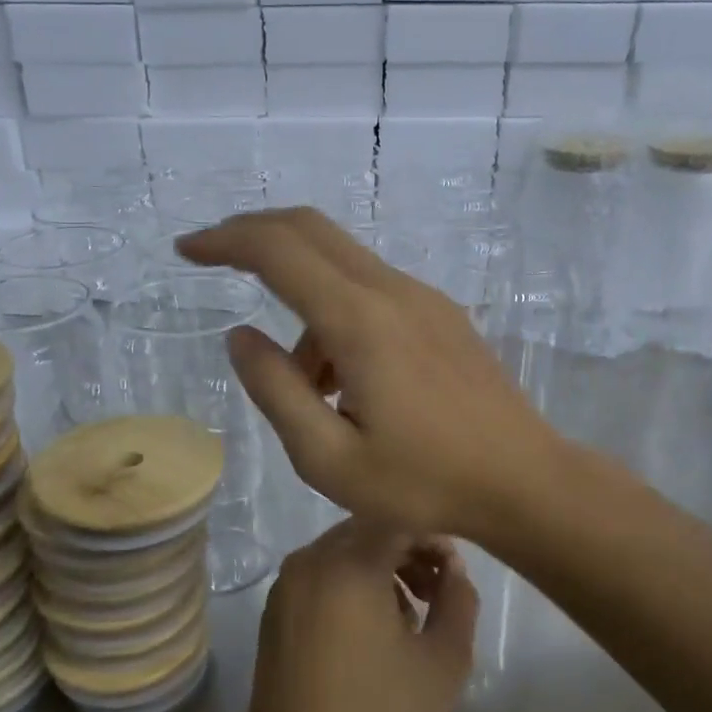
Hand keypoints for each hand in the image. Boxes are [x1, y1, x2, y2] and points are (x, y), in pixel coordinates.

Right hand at [177, 208, 563, 540]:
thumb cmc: (424, 483)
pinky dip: (336, 315)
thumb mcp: (328, 459)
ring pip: (341, 266)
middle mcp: (393, 292)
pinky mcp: (442, 316)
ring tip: (306, 390)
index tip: (187, 251)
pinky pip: (372, 291)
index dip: (225, 242)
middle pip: (311, 229)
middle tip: (212, 260)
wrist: (524, 482)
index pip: (278, 250)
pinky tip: (347, 382)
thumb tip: (241, 337)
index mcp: (360, 322)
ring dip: (301, 301)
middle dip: (254, 234)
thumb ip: (276, 391)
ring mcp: (424, 299)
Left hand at [237, 520, 477, 711]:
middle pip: (368, 531)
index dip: (434, 540)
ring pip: (342, 552)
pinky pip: (319, 576)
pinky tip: (368, 631)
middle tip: (436, 593)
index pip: (400, 520)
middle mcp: (310, 560)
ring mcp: (285, 585)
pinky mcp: (273, 613)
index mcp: (350, 562)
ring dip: (380, 569)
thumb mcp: (443, 661)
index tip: (454, 574)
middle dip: (408, 553)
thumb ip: (459, 600)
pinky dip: (349, 585)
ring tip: (407, 616)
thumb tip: (454, 570)